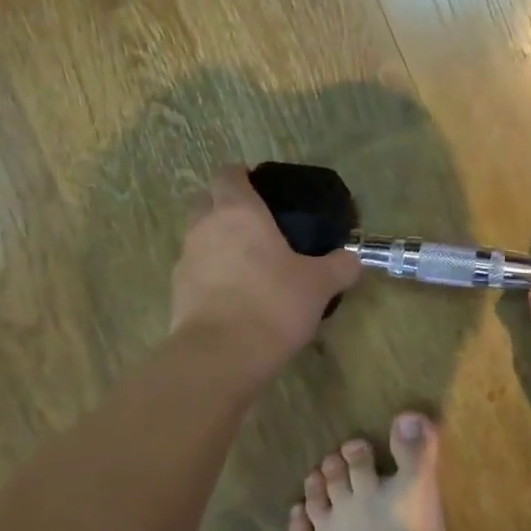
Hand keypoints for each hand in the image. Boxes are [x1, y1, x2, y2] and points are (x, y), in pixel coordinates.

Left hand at [170, 167, 360, 364]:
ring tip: (247, 263)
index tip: (258, 185)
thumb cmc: (273, 303)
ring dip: (216, 241)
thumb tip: (353, 259)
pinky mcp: (177, 292)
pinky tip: (235, 295)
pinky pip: (195, 270)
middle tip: (253, 223)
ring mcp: (186, 260)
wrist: (220, 356)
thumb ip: (339, 267)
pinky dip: (211, 274)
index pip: (228, 174)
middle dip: (222, 204)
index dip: (241, 175)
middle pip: (204, 200)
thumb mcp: (319, 285)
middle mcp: (205, 227)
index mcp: (238, 212)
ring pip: (198, 236)